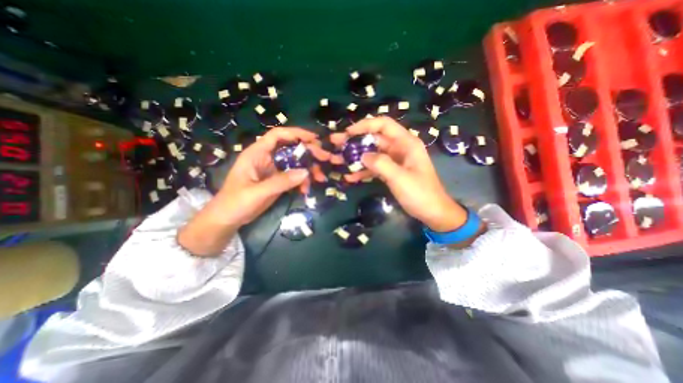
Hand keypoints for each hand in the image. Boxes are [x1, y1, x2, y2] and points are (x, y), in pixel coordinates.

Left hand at [179, 127, 330, 254]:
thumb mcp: (258, 192)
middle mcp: (267, 157)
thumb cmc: (236, 202)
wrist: (228, 219)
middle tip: (325, 158)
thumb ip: (281, 182)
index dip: (296, 133)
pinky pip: (295, 176)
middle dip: (309, 152)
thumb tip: (306, 172)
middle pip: (291, 148)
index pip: (278, 135)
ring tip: (320, 178)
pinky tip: (307, 189)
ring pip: (296, 162)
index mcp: (257, 153)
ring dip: (309, 168)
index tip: (314, 139)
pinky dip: (303, 181)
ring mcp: (274, 169)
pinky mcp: (278, 180)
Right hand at [329, 116, 466, 231]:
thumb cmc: (421, 194)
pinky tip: (349, 177)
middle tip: (335, 144)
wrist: (433, 213)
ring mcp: (394, 160)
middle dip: (354, 141)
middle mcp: (399, 148)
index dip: (365, 125)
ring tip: (336, 160)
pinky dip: (362, 171)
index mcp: (406, 143)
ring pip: (371, 153)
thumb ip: (381, 164)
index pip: (383, 124)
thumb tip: (361, 155)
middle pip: (373, 139)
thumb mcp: (400, 178)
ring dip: (354, 157)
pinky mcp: (390, 172)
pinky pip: (373, 167)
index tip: (347, 132)